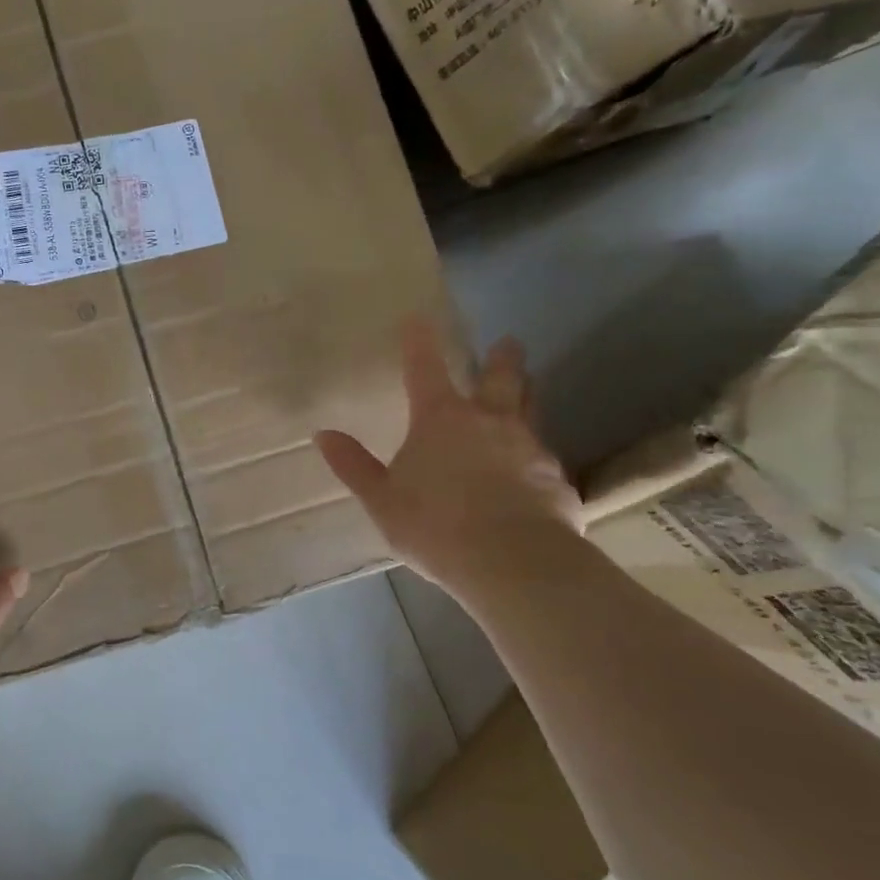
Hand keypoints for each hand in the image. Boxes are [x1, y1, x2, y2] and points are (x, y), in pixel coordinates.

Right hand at [315, 317, 579, 591]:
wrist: (514, 562)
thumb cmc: (435, 525)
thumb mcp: (382, 499)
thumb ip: (353, 466)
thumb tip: (323, 434)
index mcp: (441, 420)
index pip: (425, 370)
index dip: (419, 343)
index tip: (418, 318)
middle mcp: (489, 422)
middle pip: (500, 379)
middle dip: (502, 358)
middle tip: (508, 342)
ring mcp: (529, 448)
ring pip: (530, 408)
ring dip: (527, 392)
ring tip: (528, 385)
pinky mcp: (556, 479)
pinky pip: (545, 456)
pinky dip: (536, 452)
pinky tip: (534, 468)